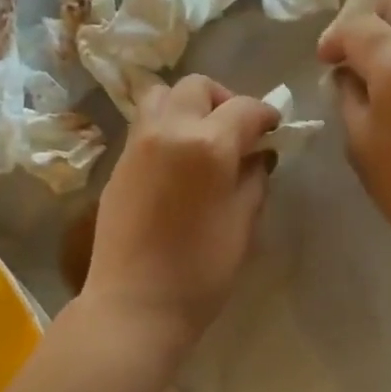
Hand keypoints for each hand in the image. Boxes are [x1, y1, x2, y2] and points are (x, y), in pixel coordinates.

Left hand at [82, 75, 279, 350]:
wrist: (135, 304)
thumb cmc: (200, 272)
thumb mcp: (242, 226)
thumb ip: (254, 181)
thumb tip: (258, 157)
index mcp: (207, 145)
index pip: (244, 108)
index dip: (265, 115)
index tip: (274, 130)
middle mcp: (168, 130)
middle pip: (197, 87)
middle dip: (223, 100)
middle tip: (236, 132)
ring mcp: (136, 145)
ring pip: (161, 96)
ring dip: (187, 105)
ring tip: (201, 139)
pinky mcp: (117, 164)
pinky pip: (143, 125)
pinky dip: (165, 126)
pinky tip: (177, 162)